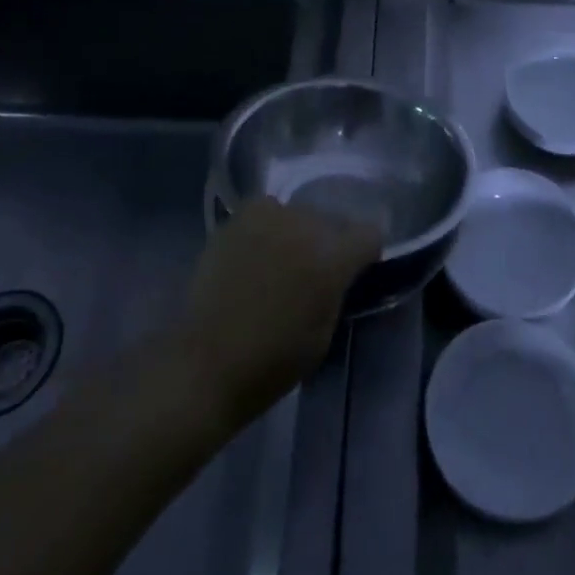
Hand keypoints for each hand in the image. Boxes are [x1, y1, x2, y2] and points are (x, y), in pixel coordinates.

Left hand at [179, 196, 381, 431]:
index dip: (366, 253)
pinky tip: (256, 252)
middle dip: (329, 243)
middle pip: (332, 221)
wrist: (205, 363)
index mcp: (332, 258)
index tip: (356, 270)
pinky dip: (267, 227)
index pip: (370, 234)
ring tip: (281, 260)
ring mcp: (270, 217)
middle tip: (313, 271)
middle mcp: (306, 226)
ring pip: (299, 214)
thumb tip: (338, 275)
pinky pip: (266, 212)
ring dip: (298, 233)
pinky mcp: (239, 217)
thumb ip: (337, 291)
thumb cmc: (272, 362)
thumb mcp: (324, 333)